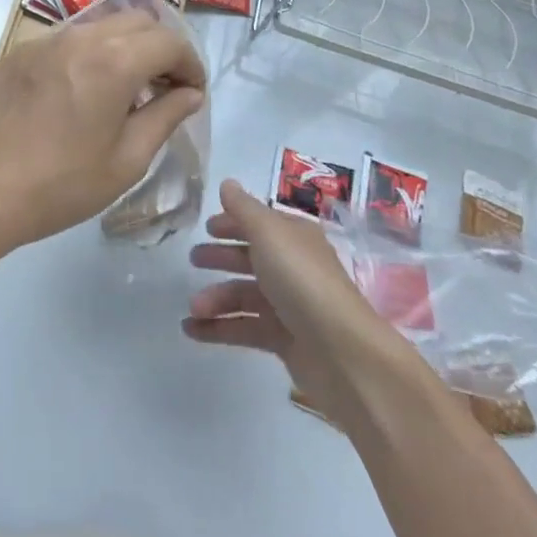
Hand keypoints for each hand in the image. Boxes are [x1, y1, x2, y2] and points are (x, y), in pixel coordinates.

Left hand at [0, 11, 205, 265]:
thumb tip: (189, 94)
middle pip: (137, 21)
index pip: (168, 41)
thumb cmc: (61, 185)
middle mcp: (79, 37)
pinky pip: (69, 38)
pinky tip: (86, 90)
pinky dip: (92, 52)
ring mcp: (45, 40)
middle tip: (166, 88)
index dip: (190, 64)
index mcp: (111, 62)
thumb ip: (165, 117)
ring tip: (128, 89)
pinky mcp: (21, 52)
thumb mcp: (126, 160)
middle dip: (161, 48)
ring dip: (126, 46)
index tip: (192, 93)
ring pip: (102, 24)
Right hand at [183, 179, 408, 428]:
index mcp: (294, 238)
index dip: (233, 222)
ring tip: (193, 307)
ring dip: (216, 298)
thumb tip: (227, 183)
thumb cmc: (302, 280)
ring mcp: (290, 306)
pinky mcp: (285, 341)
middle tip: (193, 260)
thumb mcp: (268, 233)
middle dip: (221, 257)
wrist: (343, 353)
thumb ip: (243, 208)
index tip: (206, 227)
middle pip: (251, 258)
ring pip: (245, 296)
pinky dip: (219, 328)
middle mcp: (293, 268)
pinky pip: (246, 328)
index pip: (260, 223)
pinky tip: (193, 330)